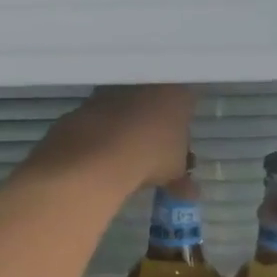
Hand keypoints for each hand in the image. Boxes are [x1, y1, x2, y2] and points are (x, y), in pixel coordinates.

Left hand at [27, 85, 194, 192]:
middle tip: (151, 156)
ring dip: (126, 129)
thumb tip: (190, 191)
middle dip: (153, 127)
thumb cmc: (150, 158)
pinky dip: (103, 134)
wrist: (97, 155)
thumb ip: (182, 179)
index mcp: (176, 94)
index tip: (177, 149)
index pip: (186, 105)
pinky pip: (101, 119)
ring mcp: (113, 92)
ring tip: (124, 160)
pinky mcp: (86, 103)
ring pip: (126, 109)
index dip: (182, 128)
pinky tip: (102, 157)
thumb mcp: (174, 174)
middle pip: (154, 104)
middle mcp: (146, 85)